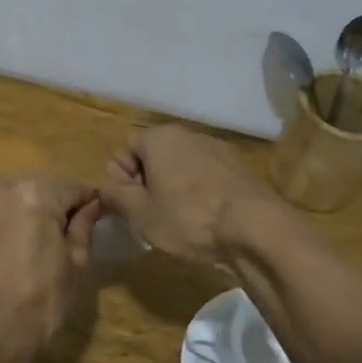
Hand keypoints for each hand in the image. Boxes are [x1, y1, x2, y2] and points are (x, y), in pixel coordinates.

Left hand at [0, 175, 101, 353]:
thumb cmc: (42, 297)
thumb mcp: (75, 261)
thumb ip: (83, 224)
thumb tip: (91, 204)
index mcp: (35, 191)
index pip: (72, 188)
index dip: (87, 203)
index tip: (95, 216)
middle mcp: (1, 185)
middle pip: (39, 188)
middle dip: (52, 206)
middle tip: (62, 236)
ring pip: (12, 197)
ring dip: (25, 211)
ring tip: (33, 244)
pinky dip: (2, 222)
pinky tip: (8, 249)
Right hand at [100, 126, 275, 263]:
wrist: (255, 228)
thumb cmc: (189, 218)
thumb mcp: (140, 214)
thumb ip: (115, 197)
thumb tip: (105, 189)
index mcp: (160, 137)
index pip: (125, 148)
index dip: (120, 177)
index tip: (129, 205)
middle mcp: (188, 134)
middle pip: (154, 155)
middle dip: (147, 183)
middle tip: (150, 216)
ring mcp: (218, 148)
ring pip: (181, 166)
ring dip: (174, 188)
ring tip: (180, 222)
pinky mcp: (239, 168)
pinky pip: (206, 176)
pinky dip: (200, 193)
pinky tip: (206, 220)